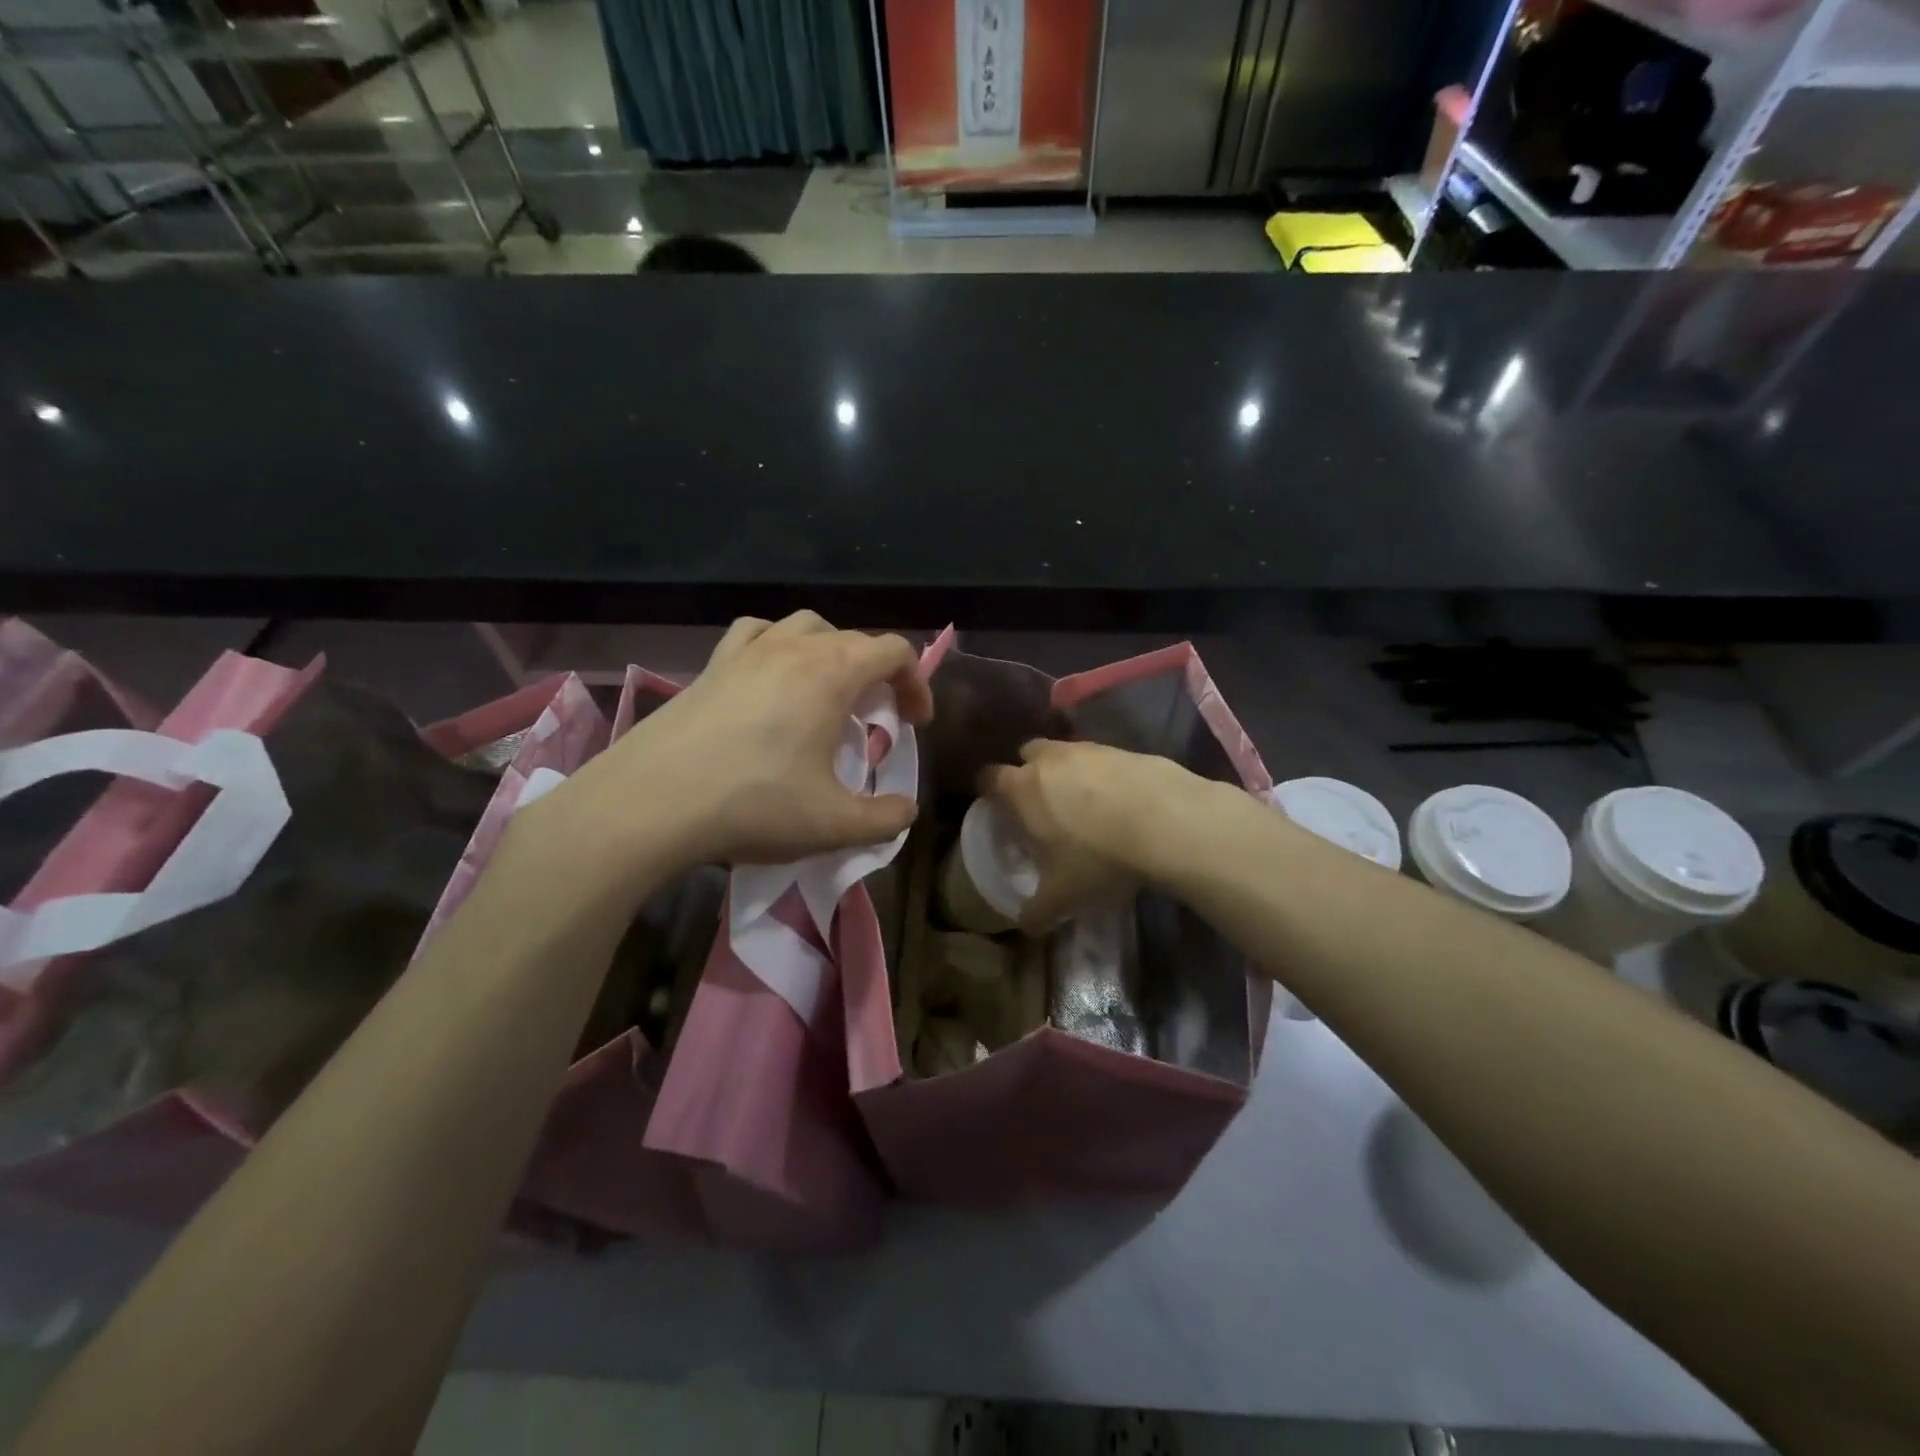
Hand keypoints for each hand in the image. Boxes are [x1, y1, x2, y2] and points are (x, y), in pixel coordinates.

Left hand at [532, 613, 933, 877]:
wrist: (650, 803)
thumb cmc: (753, 804)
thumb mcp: (833, 824)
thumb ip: (884, 820)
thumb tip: (906, 812)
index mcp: (832, 672)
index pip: (894, 651)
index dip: (917, 683)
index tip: (915, 723)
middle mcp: (793, 647)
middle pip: (854, 639)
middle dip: (878, 674)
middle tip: (876, 719)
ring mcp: (746, 651)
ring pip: (805, 626)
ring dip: (830, 652)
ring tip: (827, 692)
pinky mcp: (710, 666)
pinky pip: (756, 635)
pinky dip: (778, 646)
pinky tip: (771, 679)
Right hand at [981, 739, 1204, 929]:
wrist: (1165, 821)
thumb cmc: (1097, 857)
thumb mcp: (1062, 896)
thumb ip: (1037, 911)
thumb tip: (1026, 926)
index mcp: (1021, 789)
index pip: (988, 778)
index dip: (989, 792)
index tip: (999, 810)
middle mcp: (1049, 759)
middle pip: (1027, 754)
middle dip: (1029, 773)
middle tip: (1042, 805)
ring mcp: (1089, 749)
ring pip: (1067, 753)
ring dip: (1069, 773)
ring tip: (1086, 805)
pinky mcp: (1125, 749)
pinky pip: (1103, 759)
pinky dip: (1105, 776)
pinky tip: (1121, 803)